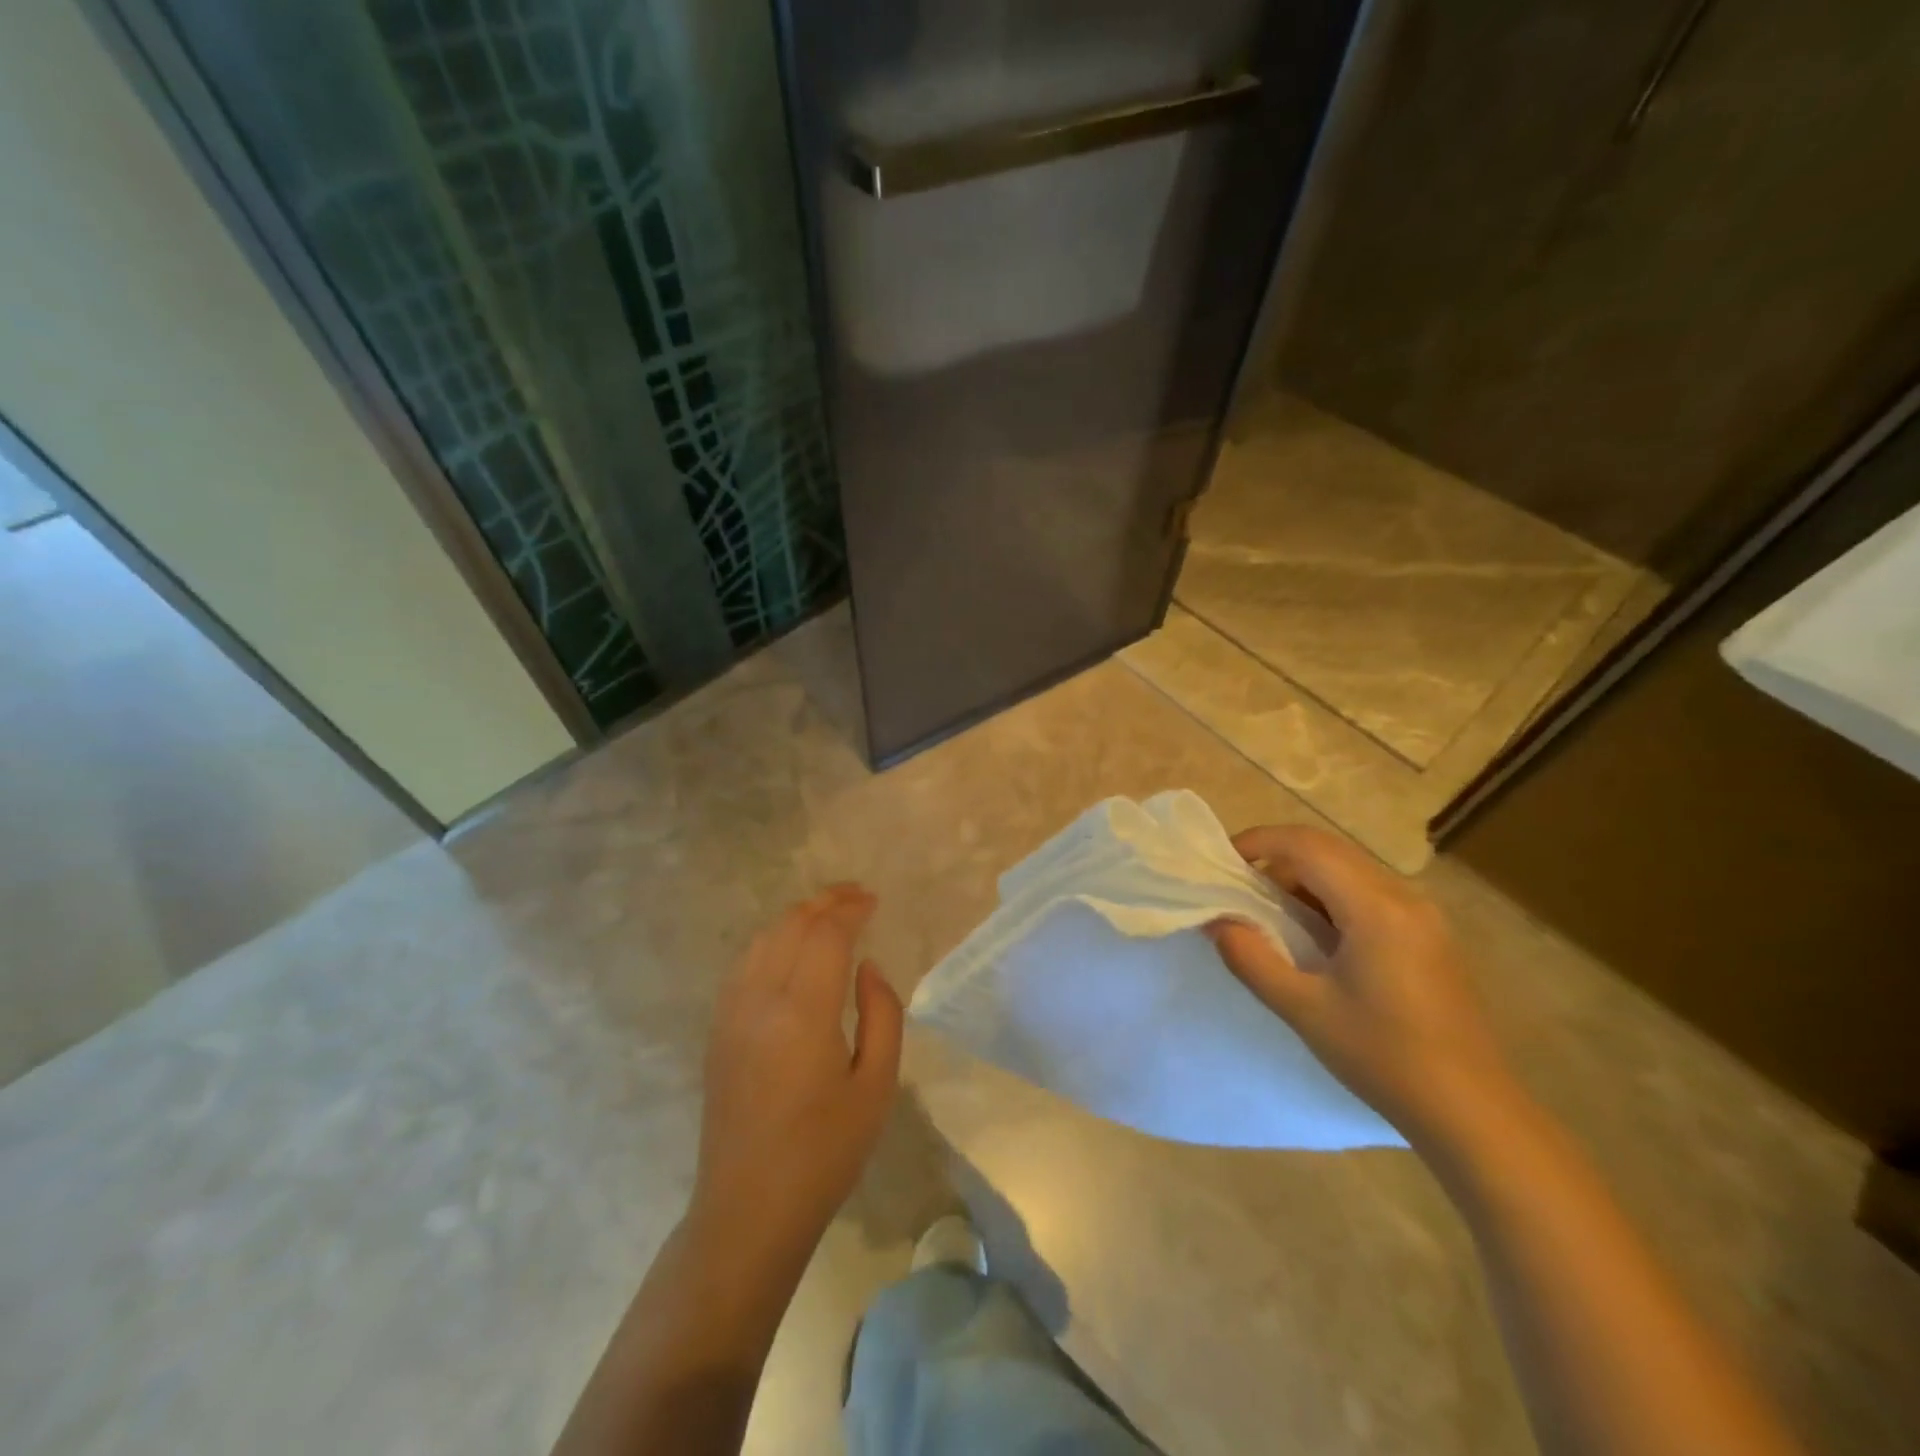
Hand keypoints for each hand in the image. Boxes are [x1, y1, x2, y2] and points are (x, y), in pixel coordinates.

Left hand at [690, 885, 902, 1263]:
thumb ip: (881, 1013)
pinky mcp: (717, 1031)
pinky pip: (744, 964)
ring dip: (796, 917)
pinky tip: (789, 950)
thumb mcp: (876, 1086)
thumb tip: (867, 967)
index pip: (825, 935)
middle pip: (790, 926)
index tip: (873, 900)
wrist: (749, 1210)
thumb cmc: (825, 1153)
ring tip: (827, 915)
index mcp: (802, 1013)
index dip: (850, 909)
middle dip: (824, 902)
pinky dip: (771, 940)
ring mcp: (730, 1014)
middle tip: (855, 896)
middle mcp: (759, 1001)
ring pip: (762, 939)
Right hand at [1208, 825, 1518, 1145]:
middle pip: (1328, 850)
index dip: (1259, 842)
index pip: (1307, 846)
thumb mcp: (1303, 1009)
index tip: (1223, 863)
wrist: (1471, 1112)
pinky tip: (1316, 938)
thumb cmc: (1383, 1057)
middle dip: (1277, 859)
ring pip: (1349, 869)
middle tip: (1240, 891)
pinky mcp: (1428, 935)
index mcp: (1375, 908)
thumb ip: (1251, 958)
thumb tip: (1217, 922)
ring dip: (1304, 879)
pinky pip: (1368, 892)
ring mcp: (1422, 915)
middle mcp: (1404, 897)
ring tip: (1271, 918)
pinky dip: (1330, 897)